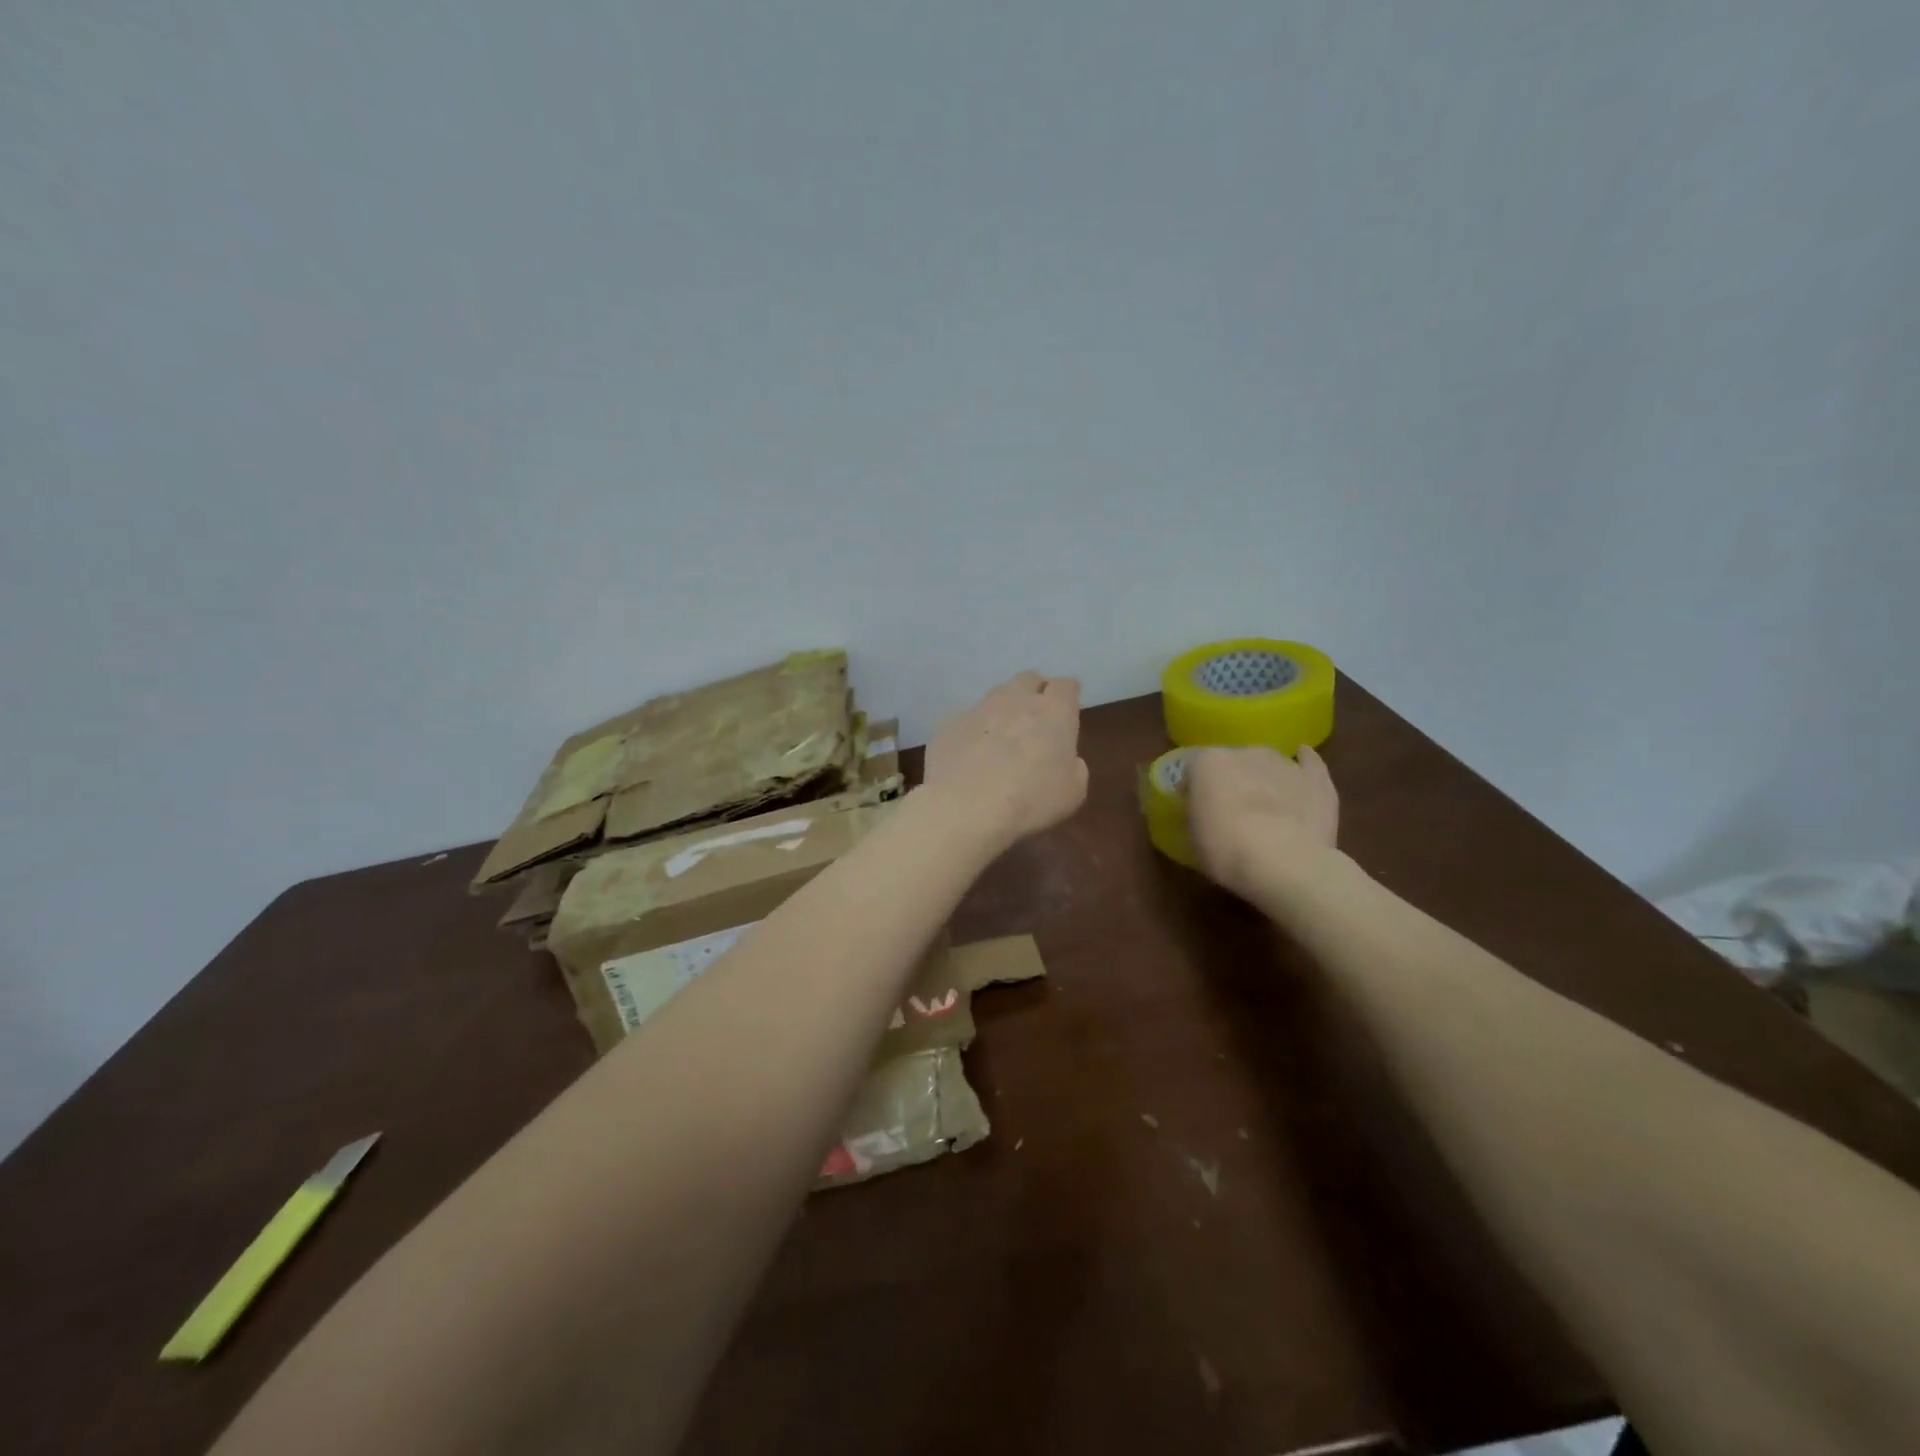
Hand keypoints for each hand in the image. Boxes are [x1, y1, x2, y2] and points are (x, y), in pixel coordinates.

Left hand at [921, 671, 1087, 850]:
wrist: (965, 808)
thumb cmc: (1030, 801)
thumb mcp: (1072, 793)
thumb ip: (1074, 767)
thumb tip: (1066, 759)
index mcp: (1054, 712)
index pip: (1066, 686)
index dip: (1068, 696)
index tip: (1068, 710)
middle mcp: (1016, 700)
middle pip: (1029, 679)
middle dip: (1035, 691)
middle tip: (1036, 717)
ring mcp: (979, 709)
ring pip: (996, 695)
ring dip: (1004, 708)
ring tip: (1001, 735)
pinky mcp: (949, 724)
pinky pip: (967, 719)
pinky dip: (974, 730)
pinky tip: (970, 754)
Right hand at [1187, 745, 1339, 898]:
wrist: (1285, 862)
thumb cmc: (1227, 850)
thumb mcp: (1193, 836)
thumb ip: (1196, 813)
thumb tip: (1202, 810)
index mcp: (1208, 762)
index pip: (1192, 769)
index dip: (1192, 789)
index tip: (1192, 809)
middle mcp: (1245, 752)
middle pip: (1231, 762)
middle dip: (1229, 781)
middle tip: (1230, 809)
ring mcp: (1284, 763)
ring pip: (1267, 763)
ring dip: (1262, 777)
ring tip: (1264, 804)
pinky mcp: (1316, 779)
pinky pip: (1309, 762)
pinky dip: (1304, 762)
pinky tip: (1301, 763)